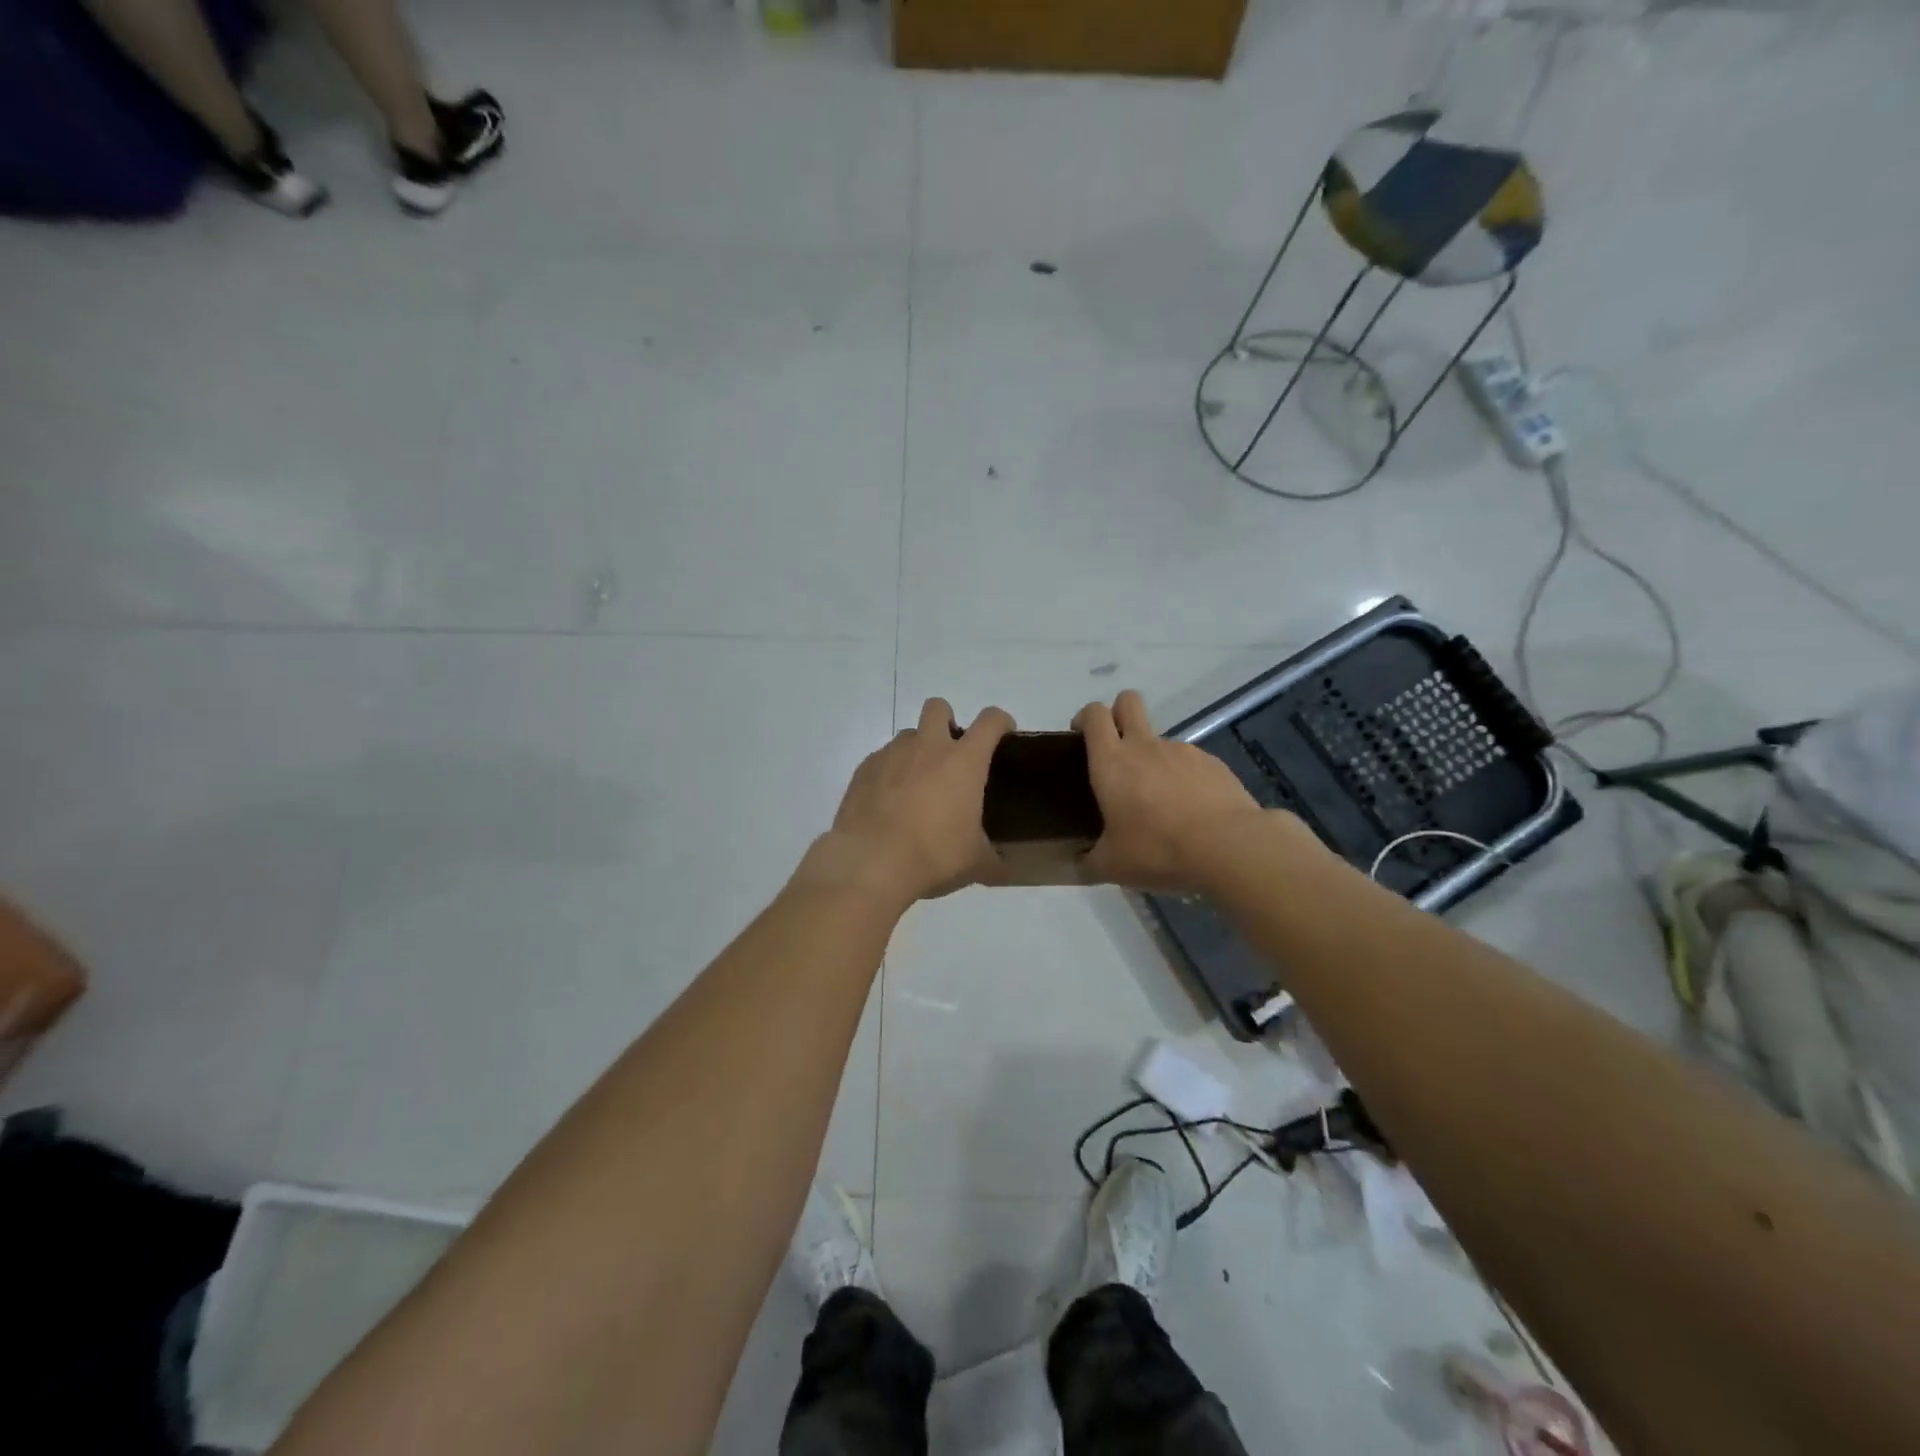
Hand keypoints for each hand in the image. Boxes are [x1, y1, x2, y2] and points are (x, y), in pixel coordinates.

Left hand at [805, 698, 1015, 907]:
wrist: (871, 861)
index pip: (990, 721)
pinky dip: (890, 772)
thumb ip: (992, 857)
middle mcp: (928, 747)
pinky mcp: (864, 769)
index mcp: (964, 761)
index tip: (1003, 735)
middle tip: (951, 755)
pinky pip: (882, 759)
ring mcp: (892, 754)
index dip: (1001, 722)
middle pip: (938, 707)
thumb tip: (1000, 866)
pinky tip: (890, 802)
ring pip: (908, 735)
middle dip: (947, 721)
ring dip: (917, 749)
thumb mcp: (974, 861)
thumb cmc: (934, 854)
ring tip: (918, 785)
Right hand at [1072, 691, 1270, 892]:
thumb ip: (1089, 860)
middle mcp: (1145, 746)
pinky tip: (1192, 811)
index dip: (1086, 718)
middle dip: (1118, 712)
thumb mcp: (1112, 865)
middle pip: (1128, 702)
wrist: (1229, 847)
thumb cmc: (1158, 850)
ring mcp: (1182, 751)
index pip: (1094, 715)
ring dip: (1154, 759)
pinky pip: (1190, 763)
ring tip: (1161, 803)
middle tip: (1116, 748)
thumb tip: (1079, 864)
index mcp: (1111, 762)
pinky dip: (1184, 779)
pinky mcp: (1213, 763)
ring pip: (1160, 739)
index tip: (1082, 737)